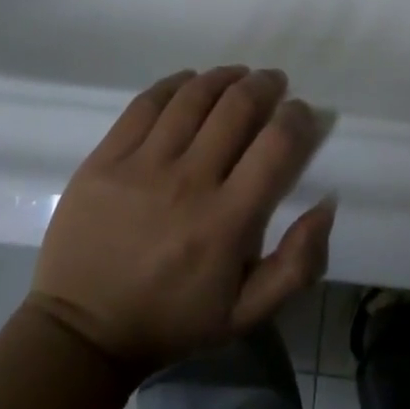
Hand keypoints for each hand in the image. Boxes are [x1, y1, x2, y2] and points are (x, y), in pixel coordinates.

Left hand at [26, 67, 333, 373]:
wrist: (82, 333)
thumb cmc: (171, 321)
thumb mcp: (247, 314)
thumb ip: (297, 264)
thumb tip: (327, 203)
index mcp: (227, 221)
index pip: (276, 145)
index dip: (297, 117)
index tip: (301, 112)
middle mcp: (188, 182)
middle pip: (237, 107)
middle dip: (264, 85)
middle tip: (273, 83)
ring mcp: (142, 165)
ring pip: (194, 96)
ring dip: (225, 77)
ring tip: (238, 75)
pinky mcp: (106, 157)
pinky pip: (147, 102)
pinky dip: (176, 83)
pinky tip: (190, 82)